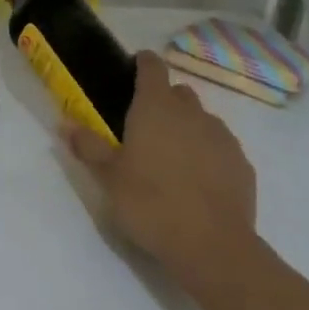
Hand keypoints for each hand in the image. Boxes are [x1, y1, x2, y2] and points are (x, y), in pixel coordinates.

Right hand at [66, 51, 258, 288]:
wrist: (211, 245)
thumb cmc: (149, 203)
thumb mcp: (108, 177)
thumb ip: (88, 146)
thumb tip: (67, 124)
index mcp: (155, 108)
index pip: (152, 67)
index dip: (143, 64)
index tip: (133, 70)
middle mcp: (192, 113)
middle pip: (178, 93)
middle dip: (163, 101)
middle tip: (143, 128)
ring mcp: (222, 137)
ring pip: (201, 119)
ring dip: (186, 128)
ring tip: (170, 159)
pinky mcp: (241, 163)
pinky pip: (219, 147)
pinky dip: (206, 153)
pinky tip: (195, 181)